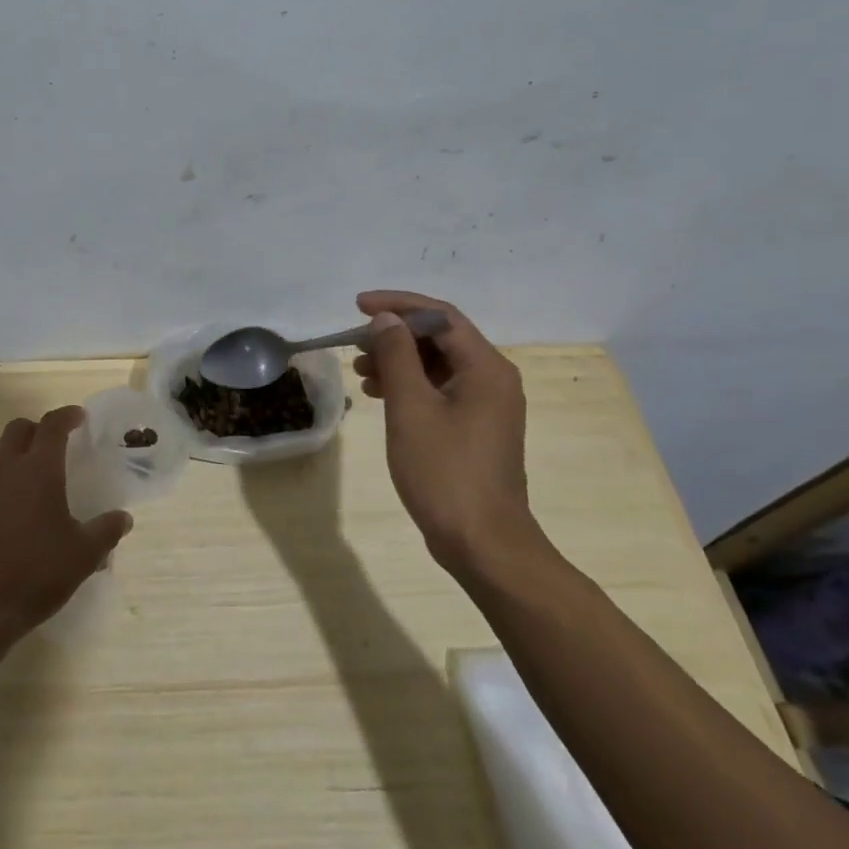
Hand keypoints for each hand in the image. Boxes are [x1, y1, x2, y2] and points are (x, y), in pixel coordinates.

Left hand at [0, 407, 132, 651]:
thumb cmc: (35, 576)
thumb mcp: (83, 556)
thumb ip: (106, 531)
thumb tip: (124, 517)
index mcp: (40, 470)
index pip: (53, 426)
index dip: (66, 416)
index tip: (78, 418)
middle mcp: (4, 467)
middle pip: (18, 430)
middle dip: (36, 431)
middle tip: (49, 446)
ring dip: (7, 455)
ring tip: (19, 474)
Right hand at [352, 290, 539, 582]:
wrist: (483, 543)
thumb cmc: (445, 472)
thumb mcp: (411, 408)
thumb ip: (396, 356)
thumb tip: (386, 318)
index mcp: (485, 368)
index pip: (440, 316)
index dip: (398, 304)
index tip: (358, 306)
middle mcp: (492, 379)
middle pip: (440, 338)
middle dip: (395, 335)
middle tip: (356, 343)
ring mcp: (486, 405)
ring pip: (437, 365)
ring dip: (399, 360)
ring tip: (361, 371)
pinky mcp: (475, 428)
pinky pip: (440, 390)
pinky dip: (409, 385)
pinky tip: (379, 394)